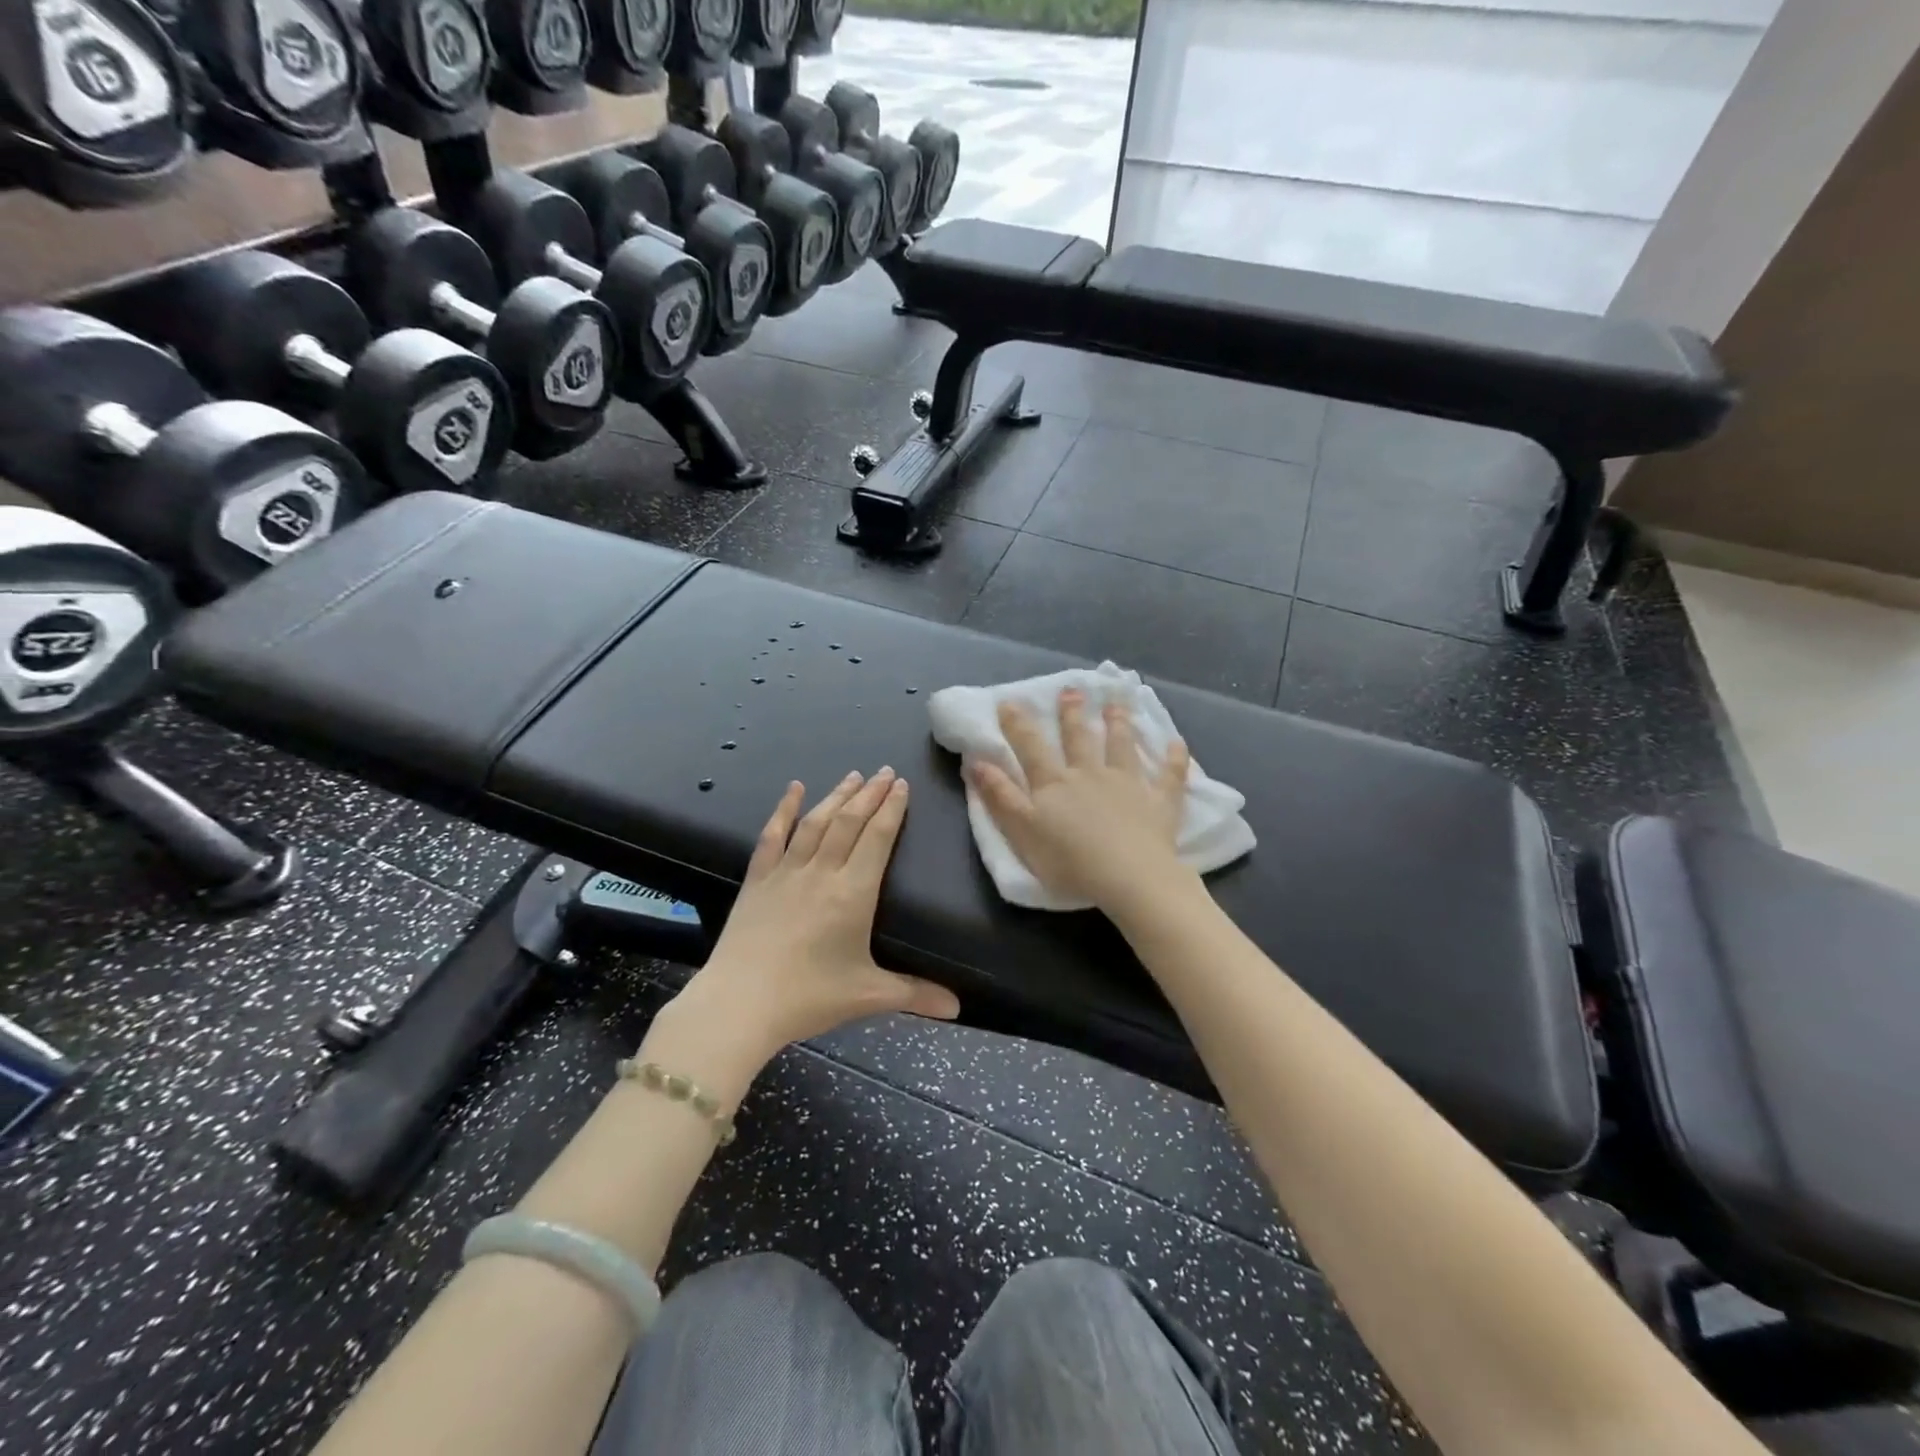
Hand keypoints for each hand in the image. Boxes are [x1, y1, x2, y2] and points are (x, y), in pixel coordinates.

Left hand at [679, 769, 960, 1061]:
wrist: (739, 1004)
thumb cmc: (808, 997)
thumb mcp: (868, 996)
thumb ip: (915, 994)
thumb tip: (958, 1007)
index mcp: (853, 893)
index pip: (878, 838)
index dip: (892, 809)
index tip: (902, 785)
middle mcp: (821, 872)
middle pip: (849, 822)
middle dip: (870, 794)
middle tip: (885, 772)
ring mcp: (786, 872)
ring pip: (816, 822)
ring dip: (836, 796)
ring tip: (853, 776)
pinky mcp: (757, 879)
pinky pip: (772, 835)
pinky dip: (783, 809)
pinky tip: (793, 789)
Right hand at [967, 688, 1192, 911]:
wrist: (1127, 876)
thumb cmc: (1069, 860)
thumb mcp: (1022, 830)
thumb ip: (1000, 795)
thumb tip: (976, 761)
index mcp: (1055, 783)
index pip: (1031, 747)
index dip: (1018, 724)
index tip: (1010, 701)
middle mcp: (1090, 773)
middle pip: (1079, 738)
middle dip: (1073, 713)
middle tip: (1072, 689)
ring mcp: (1127, 784)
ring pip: (1122, 746)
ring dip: (1119, 723)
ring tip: (1117, 703)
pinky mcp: (1159, 801)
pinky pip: (1169, 776)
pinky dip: (1174, 759)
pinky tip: (1178, 744)